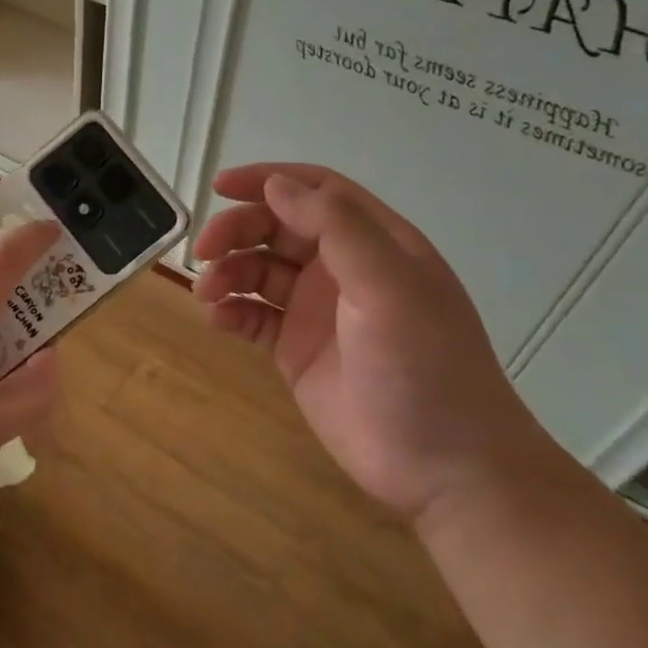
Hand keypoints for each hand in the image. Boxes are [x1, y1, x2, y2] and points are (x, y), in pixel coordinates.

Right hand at [193, 163, 549, 525]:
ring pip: (259, 270)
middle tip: (203, 251)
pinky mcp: (296, 350)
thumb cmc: (425, 366)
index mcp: (375, 243)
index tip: (221, 186)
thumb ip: (335, 227)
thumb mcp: (388, 286)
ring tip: (207, 293)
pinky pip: (253, 316)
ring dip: (227, 272)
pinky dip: (230, 311)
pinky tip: (217, 320)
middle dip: (236, 231)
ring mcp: (317, 310)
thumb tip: (277, 185)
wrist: (444, 468)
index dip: (268, 180)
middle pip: (277, 228)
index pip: (317, 191)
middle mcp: (343, 269)